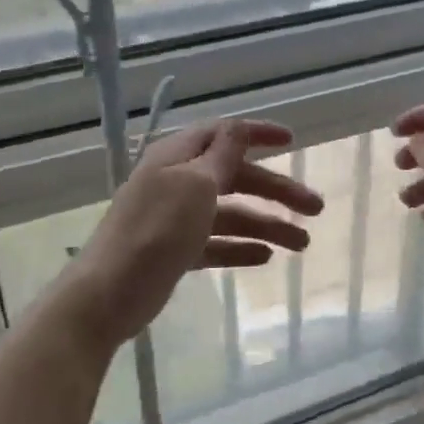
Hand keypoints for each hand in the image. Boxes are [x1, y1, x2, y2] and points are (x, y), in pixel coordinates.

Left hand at [69, 118, 323, 349]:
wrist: (107, 295)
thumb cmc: (155, 231)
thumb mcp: (195, 184)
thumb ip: (221, 155)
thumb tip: (237, 128)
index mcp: (178, 156)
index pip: (224, 134)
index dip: (258, 134)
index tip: (293, 141)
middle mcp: (178, 181)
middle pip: (236, 177)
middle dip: (276, 190)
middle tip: (316, 208)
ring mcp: (176, 218)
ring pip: (231, 214)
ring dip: (267, 224)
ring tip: (303, 244)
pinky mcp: (176, 251)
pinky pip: (217, 243)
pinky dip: (241, 247)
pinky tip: (266, 257)